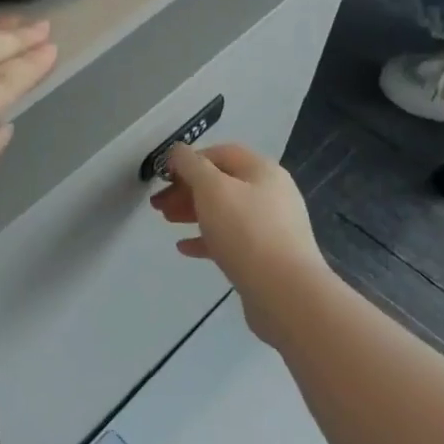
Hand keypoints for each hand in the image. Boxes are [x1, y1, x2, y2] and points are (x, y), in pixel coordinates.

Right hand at [150, 143, 329, 340]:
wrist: (286, 292)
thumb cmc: (245, 230)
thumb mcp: (211, 188)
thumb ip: (190, 165)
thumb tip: (178, 151)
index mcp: (262, 171)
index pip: (220, 153)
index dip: (189, 160)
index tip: (163, 176)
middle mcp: (271, 193)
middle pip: (221, 183)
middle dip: (186, 190)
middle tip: (158, 204)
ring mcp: (272, 226)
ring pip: (224, 211)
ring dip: (193, 212)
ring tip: (167, 221)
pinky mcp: (267, 256)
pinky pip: (231, 240)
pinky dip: (207, 239)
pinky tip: (185, 248)